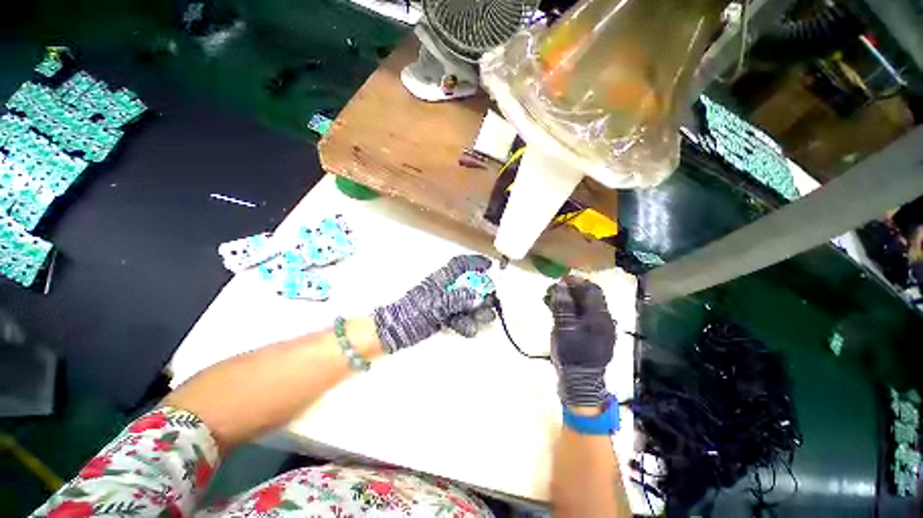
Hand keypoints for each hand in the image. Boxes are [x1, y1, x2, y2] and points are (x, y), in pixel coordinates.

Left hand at [373, 255, 495, 352]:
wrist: (396, 331)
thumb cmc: (412, 312)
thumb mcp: (436, 304)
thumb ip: (457, 299)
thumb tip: (478, 297)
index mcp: (441, 279)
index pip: (459, 265)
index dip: (474, 262)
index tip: (489, 265)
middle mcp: (446, 289)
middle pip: (469, 286)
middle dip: (482, 293)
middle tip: (491, 301)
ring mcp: (446, 304)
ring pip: (467, 303)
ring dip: (478, 311)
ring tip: (484, 317)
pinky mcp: (445, 317)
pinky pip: (461, 317)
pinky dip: (467, 323)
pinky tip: (469, 329)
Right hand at [547, 276, 615, 407]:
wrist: (581, 382)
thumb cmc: (571, 353)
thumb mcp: (563, 327)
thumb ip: (562, 305)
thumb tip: (561, 284)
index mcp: (599, 316)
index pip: (592, 289)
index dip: (576, 281)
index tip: (560, 279)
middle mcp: (604, 320)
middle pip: (590, 297)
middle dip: (572, 290)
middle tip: (554, 290)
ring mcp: (601, 329)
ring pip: (587, 307)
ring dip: (571, 300)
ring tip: (553, 301)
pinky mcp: (595, 337)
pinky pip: (585, 317)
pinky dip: (573, 311)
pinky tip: (561, 314)